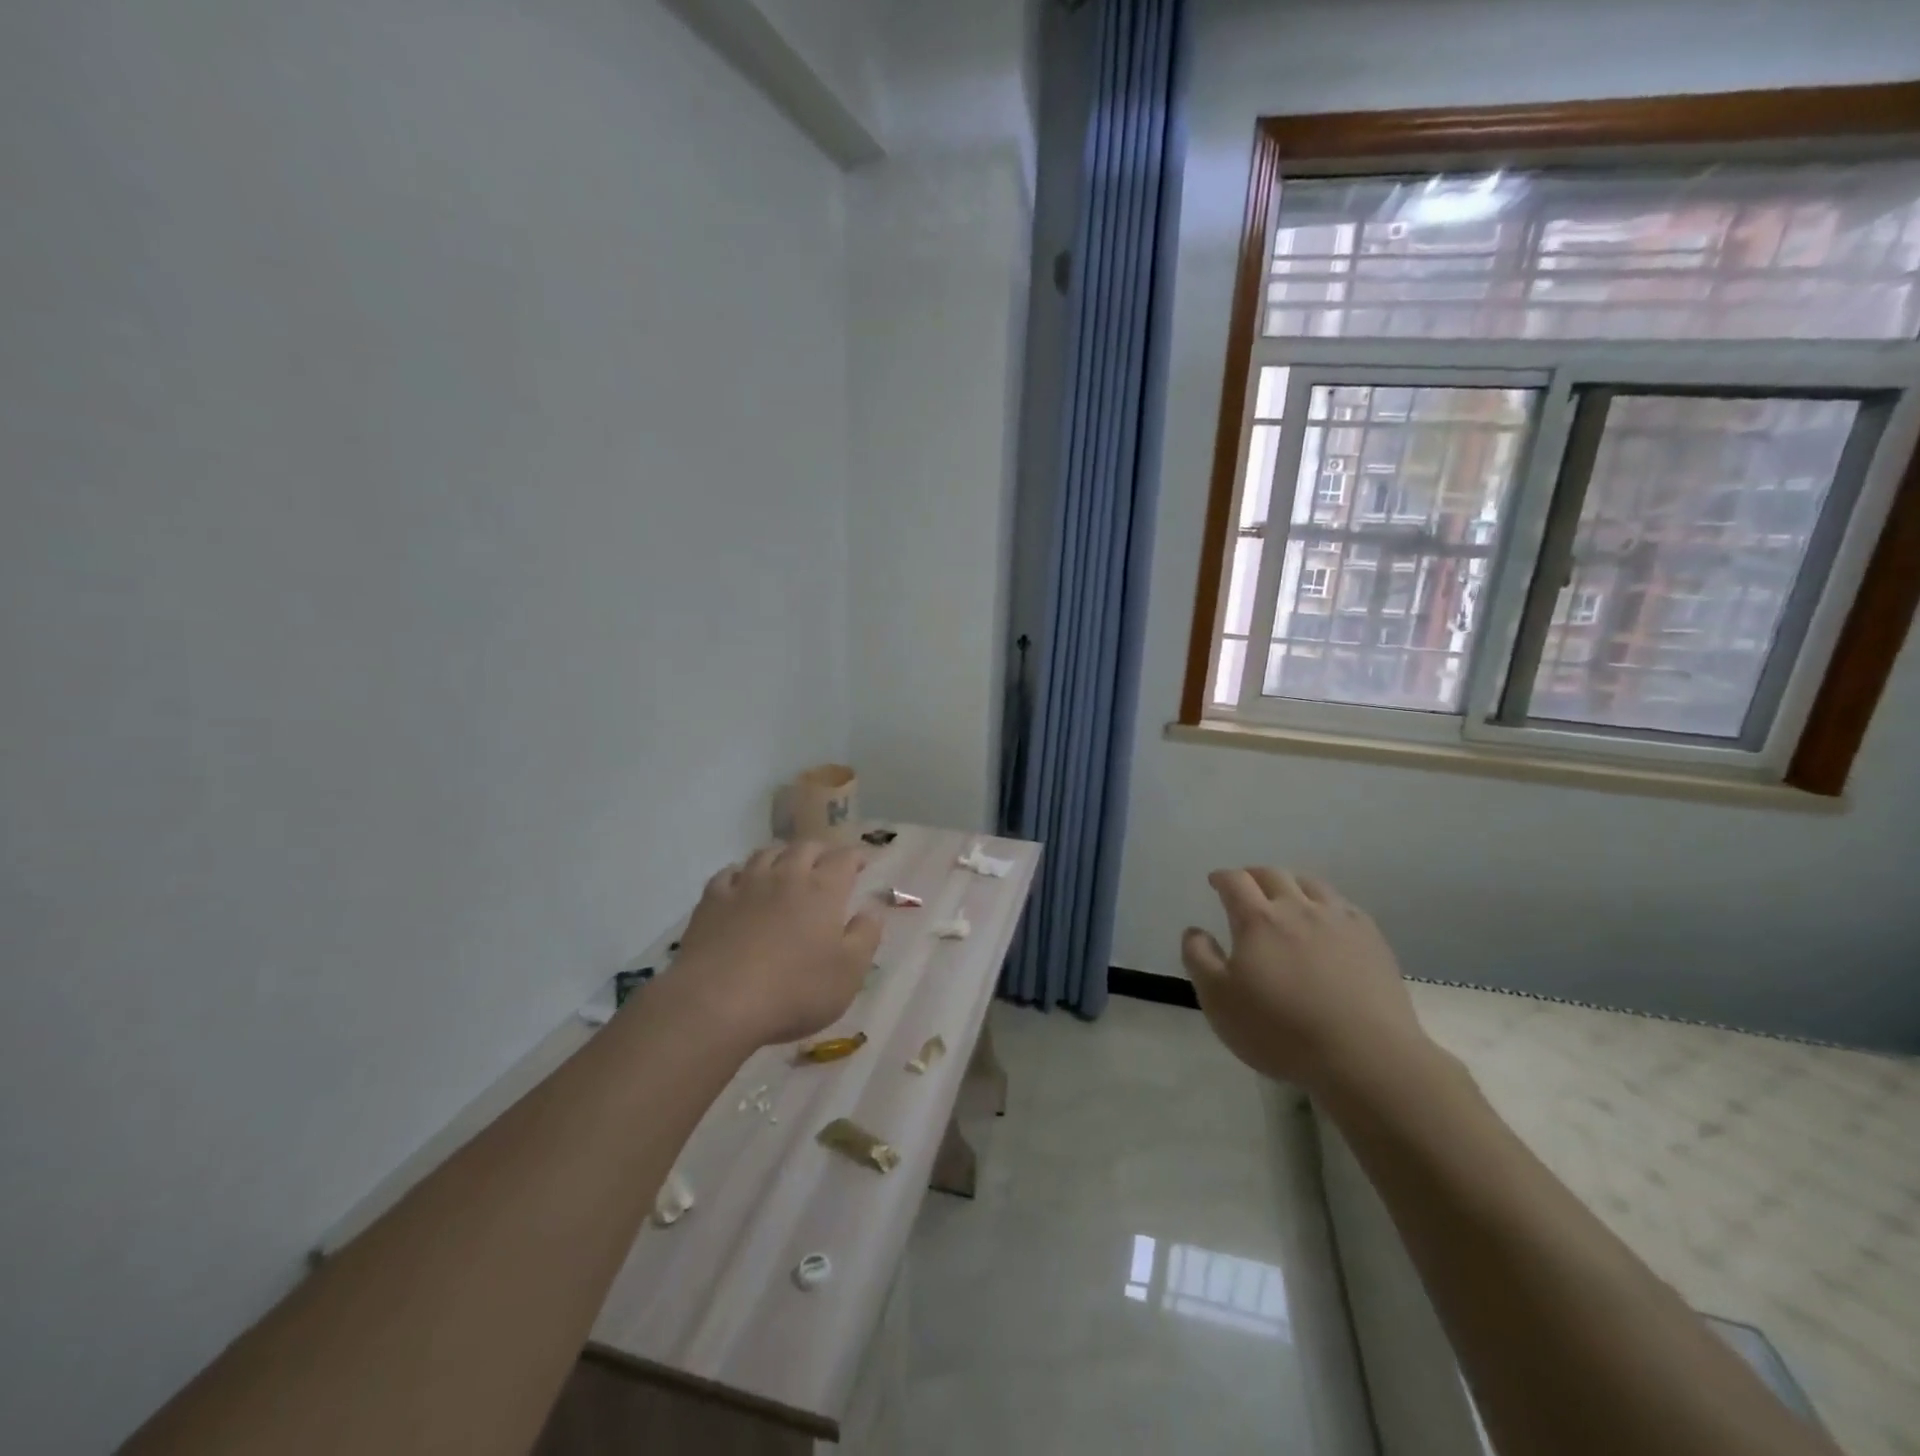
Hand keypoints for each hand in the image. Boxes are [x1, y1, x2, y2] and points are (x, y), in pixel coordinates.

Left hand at [664, 842, 881, 1049]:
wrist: (716, 1003)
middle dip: (820, 851)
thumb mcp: (848, 973)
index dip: (856, 856)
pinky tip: (741, 883)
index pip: (844, 858)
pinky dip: (741, 873)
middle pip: (805, 847)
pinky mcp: (711, 900)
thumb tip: (873, 909)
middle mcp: (785, 876)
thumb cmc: (794, 991)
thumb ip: (865, 936)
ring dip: (782, 855)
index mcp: (822, 890)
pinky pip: (728, 873)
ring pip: (766, 854)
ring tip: (786, 866)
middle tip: (826, 862)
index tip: (863, 861)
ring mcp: (745, 885)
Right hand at [1181, 868, 1431, 1093]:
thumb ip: (1199, 959)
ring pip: (1311, 885)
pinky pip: (1344, 907)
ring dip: (1292, 884)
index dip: (1222, 877)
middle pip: (1273, 875)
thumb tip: (1194, 931)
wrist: (1365, 1057)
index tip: (1215, 881)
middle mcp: (1298, 908)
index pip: (1235, 882)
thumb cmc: (1280, 1031)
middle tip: (1246, 886)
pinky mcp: (1372, 940)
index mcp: (1257, 920)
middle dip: (1253, 875)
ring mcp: (1339, 921)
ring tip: (1286, 896)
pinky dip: (1327, 904)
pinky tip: (1328, 920)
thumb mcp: (1219, 1001)